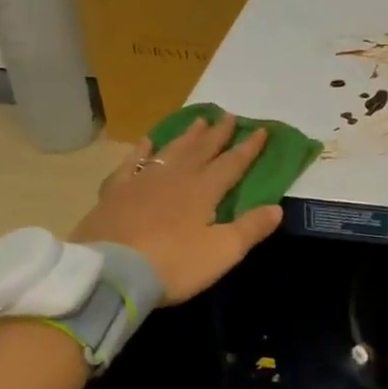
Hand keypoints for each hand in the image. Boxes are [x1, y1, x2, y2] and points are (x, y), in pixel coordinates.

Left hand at [68, 114, 282, 303]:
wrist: (110, 272)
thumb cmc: (173, 264)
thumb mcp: (222, 252)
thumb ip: (250, 228)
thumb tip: (277, 208)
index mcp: (204, 191)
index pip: (232, 164)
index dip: (249, 148)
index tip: (262, 130)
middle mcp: (176, 178)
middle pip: (202, 150)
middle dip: (218, 134)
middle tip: (229, 116)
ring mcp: (142, 182)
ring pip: (171, 152)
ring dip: (187, 136)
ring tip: (199, 121)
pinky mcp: (116, 193)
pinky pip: (132, 164)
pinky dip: (142, 151)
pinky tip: (147, 143)